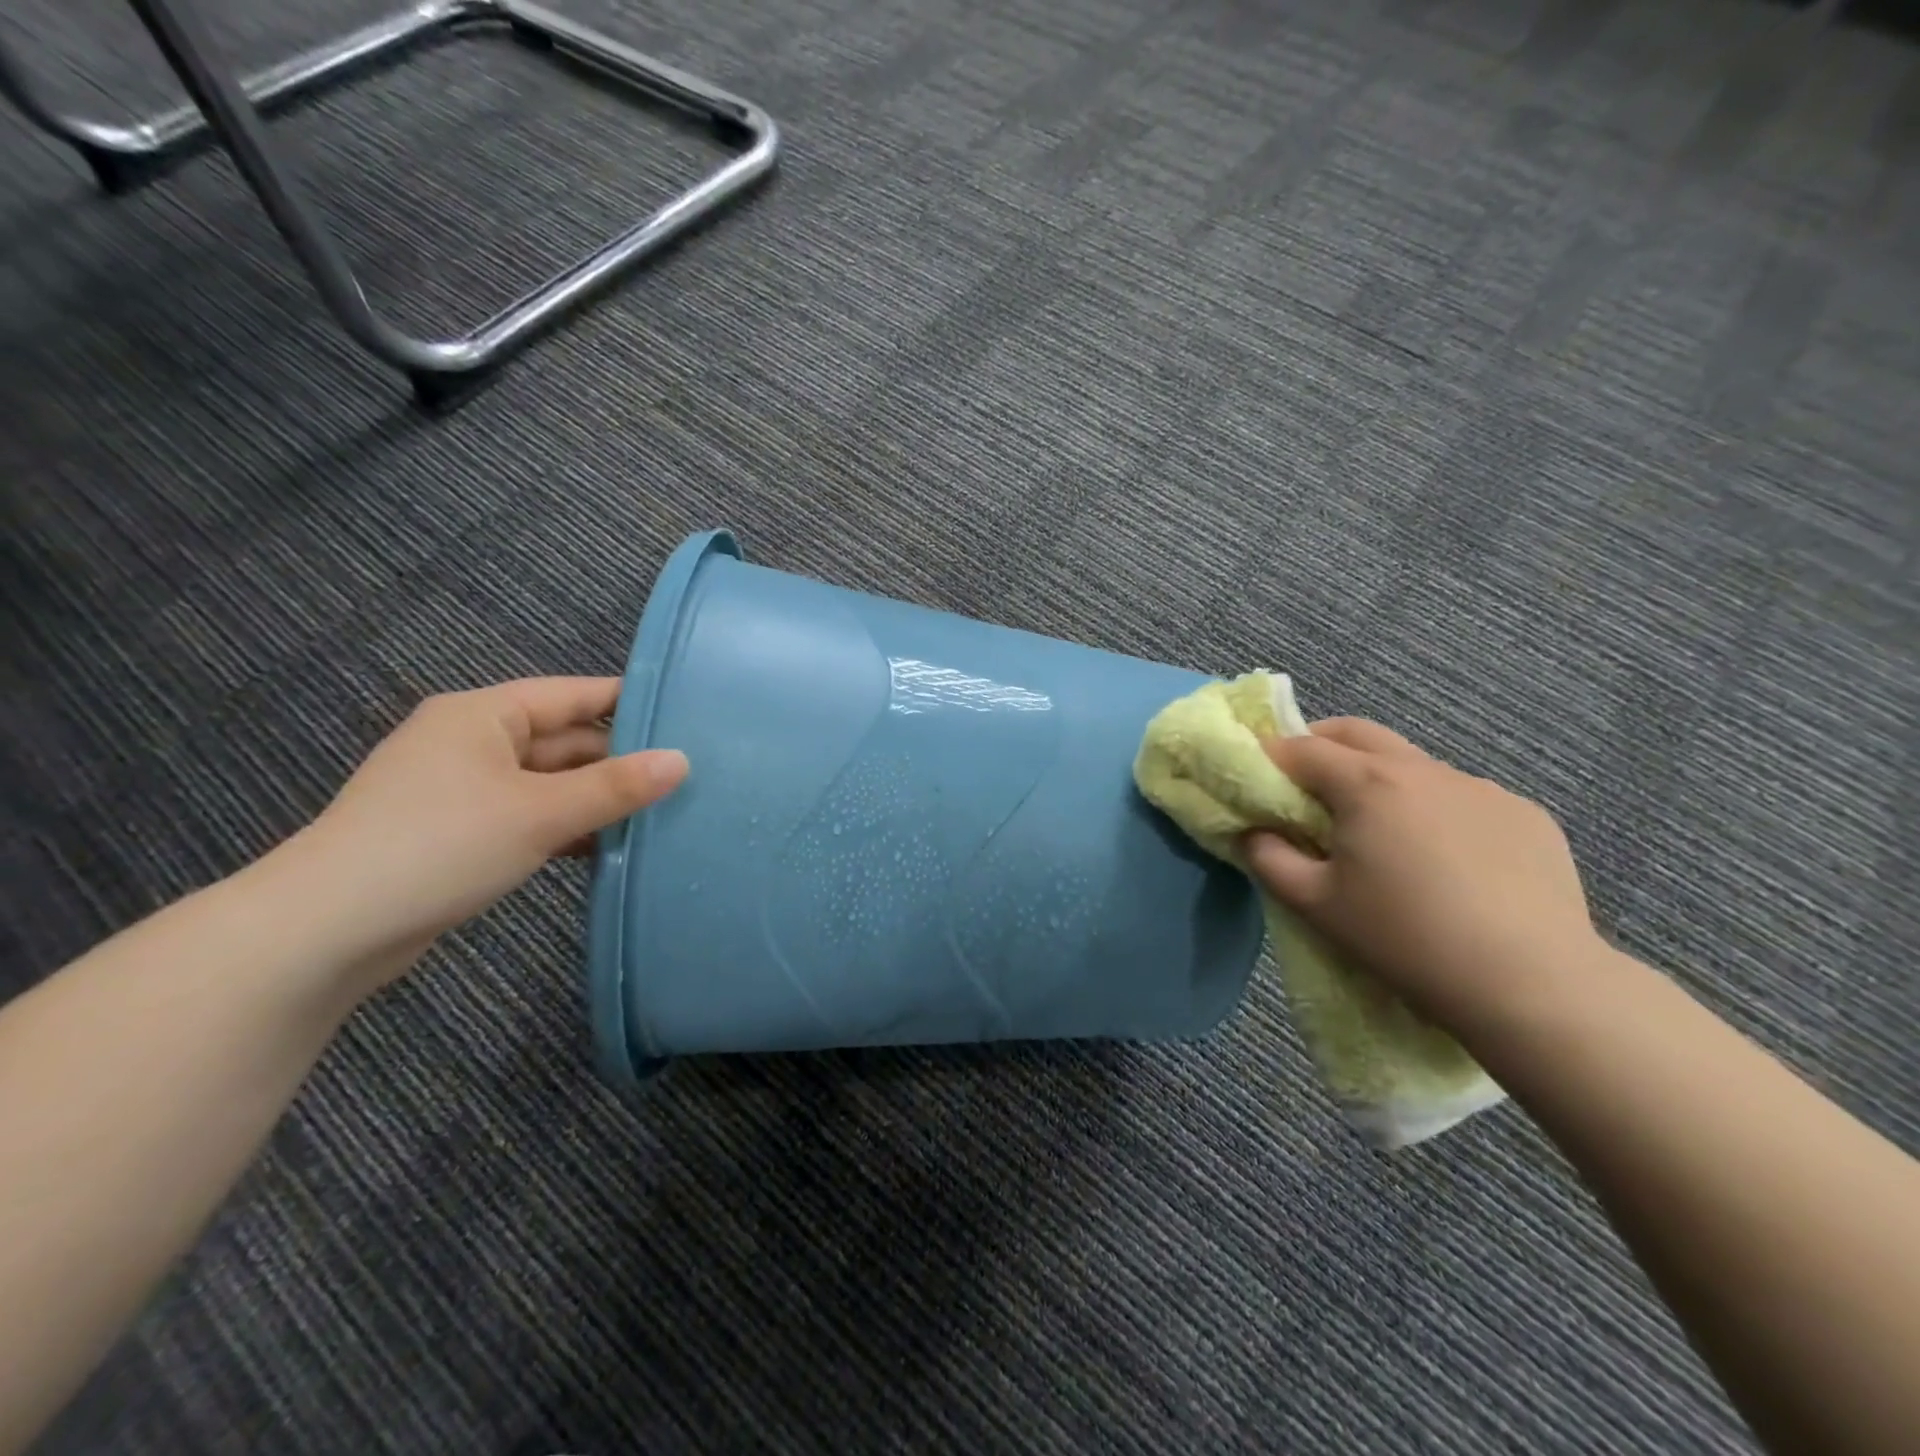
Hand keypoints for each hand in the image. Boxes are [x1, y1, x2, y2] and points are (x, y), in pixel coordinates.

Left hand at [281, 677, 685, 996]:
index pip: (573, 694)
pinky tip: (607, 846)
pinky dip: (567, 826)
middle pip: (563, 740)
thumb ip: (615, 786)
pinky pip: (530, 815)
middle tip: (686, 778)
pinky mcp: (459, 832)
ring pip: (549, 782)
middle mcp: (472, 741)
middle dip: (619, 761)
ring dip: (596, 799)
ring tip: (660, 812)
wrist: (324, 932)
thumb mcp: (539, 813)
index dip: (630, 702)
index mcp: (483, 715)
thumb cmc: (439, 847)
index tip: (688, 717)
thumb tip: (682, 760)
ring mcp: (463, 789)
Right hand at [1245, 719, 1605, 1033]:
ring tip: (1379, 831)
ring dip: (1380, 779)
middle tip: (1302, 781)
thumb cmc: (1404, 939)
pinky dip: (1434, 809)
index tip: (1255, 779)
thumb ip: (1269, 859)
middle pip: (1357, 733)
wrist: (1531, 984)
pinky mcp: (1525, 814)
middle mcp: (1424, 770)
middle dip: (1320, 744)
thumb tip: (1253, 833)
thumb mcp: (1315, 904)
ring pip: (1413, 764)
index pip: (1303, 748)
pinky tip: (1445, 860)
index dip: (1270, 758)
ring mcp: (1481, 788)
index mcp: (1368, 784)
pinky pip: (1462, 796)